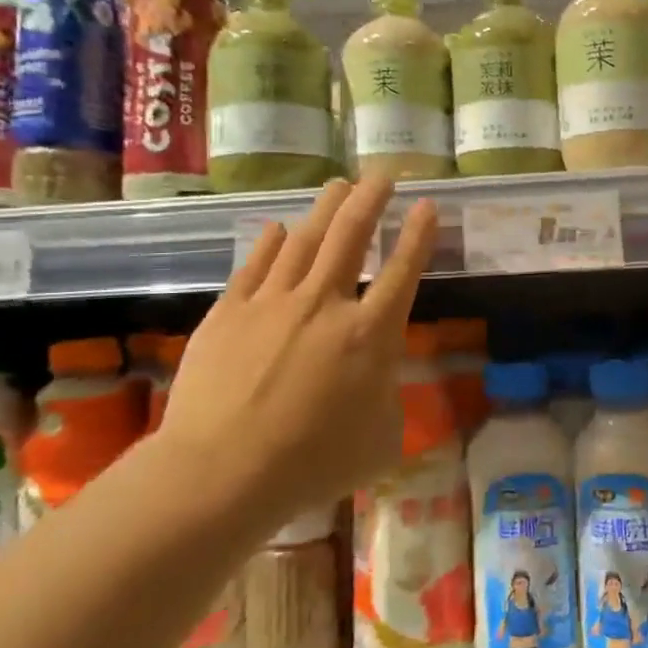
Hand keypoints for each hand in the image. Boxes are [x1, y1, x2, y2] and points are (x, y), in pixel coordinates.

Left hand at [158, 175, 436, 541]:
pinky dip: (271, 243)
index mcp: (370, 335)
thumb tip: (378, 380)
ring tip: (338, 185)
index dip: (418, 235)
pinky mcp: (229, 313)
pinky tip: (279, 227)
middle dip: (371, 200)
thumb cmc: (312, 464)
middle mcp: (325, 305)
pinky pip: (255, 266)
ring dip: (326, 208)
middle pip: (352, 236)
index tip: (426, 204)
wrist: (221, 473)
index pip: (403, 272)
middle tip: (382, 174)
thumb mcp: (381, 440)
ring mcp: (273, 303)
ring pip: (305, 240)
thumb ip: (388, 399)